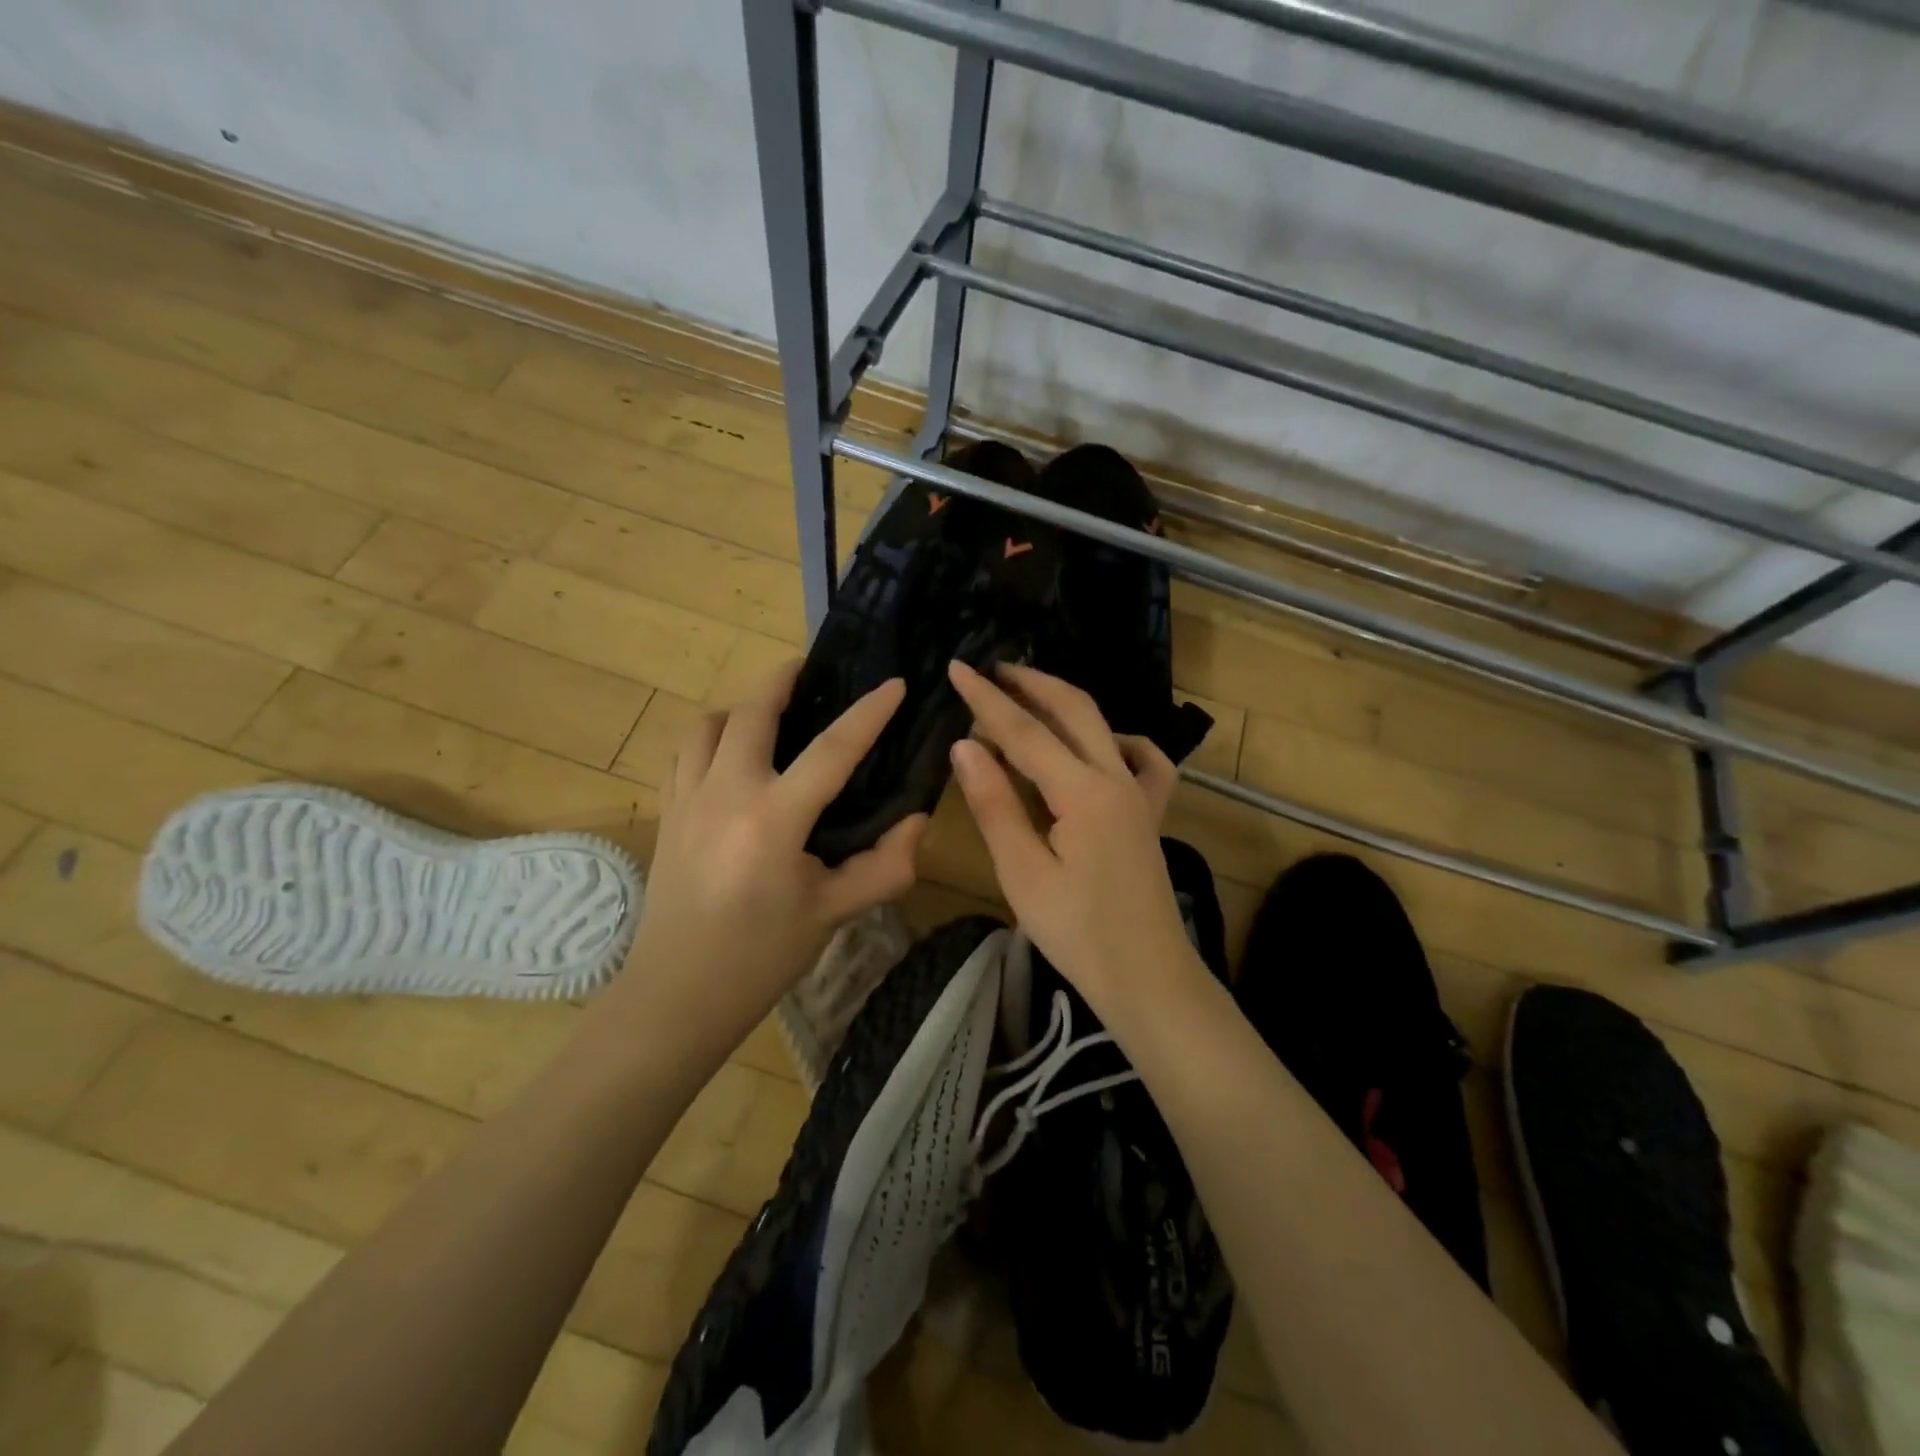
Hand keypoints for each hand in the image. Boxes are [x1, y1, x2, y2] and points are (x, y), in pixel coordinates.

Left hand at [609, 662, 926, 1059]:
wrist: (677, 995)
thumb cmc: (761, 958)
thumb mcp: (834, 914)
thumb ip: (885, 866)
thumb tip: (916, 819)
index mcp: (774, 820)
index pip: (832, 749)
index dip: (869, 712)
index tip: (894, 684)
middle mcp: (725, 794)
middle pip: (752, 712)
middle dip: (784, 679)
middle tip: (812, 670)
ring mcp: (687, 799)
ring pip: (708, 724)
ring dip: (741, 707)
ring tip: (769, 714)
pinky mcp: (666, 813)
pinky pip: (684, 752)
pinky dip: (710, 737)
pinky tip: (730, 756)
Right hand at [946, 661, 1203, 1020]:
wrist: (1147, 976)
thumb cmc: (1078, 933)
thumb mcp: (1022, 872)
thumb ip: (995, 804)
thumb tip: (964, 745)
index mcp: (1083, 792)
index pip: (1025, 731)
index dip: (987, 699)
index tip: (957, 668)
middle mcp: (1116, 778)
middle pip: (1073, 709)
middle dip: (1030, 683)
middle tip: (990, 669)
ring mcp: (1139, 793)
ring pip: (1102, 725)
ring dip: (1062, 703)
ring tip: (1026, 695)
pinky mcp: (1149, 812)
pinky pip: (1141, 759)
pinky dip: (1114, 738)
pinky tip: (1096, 745)